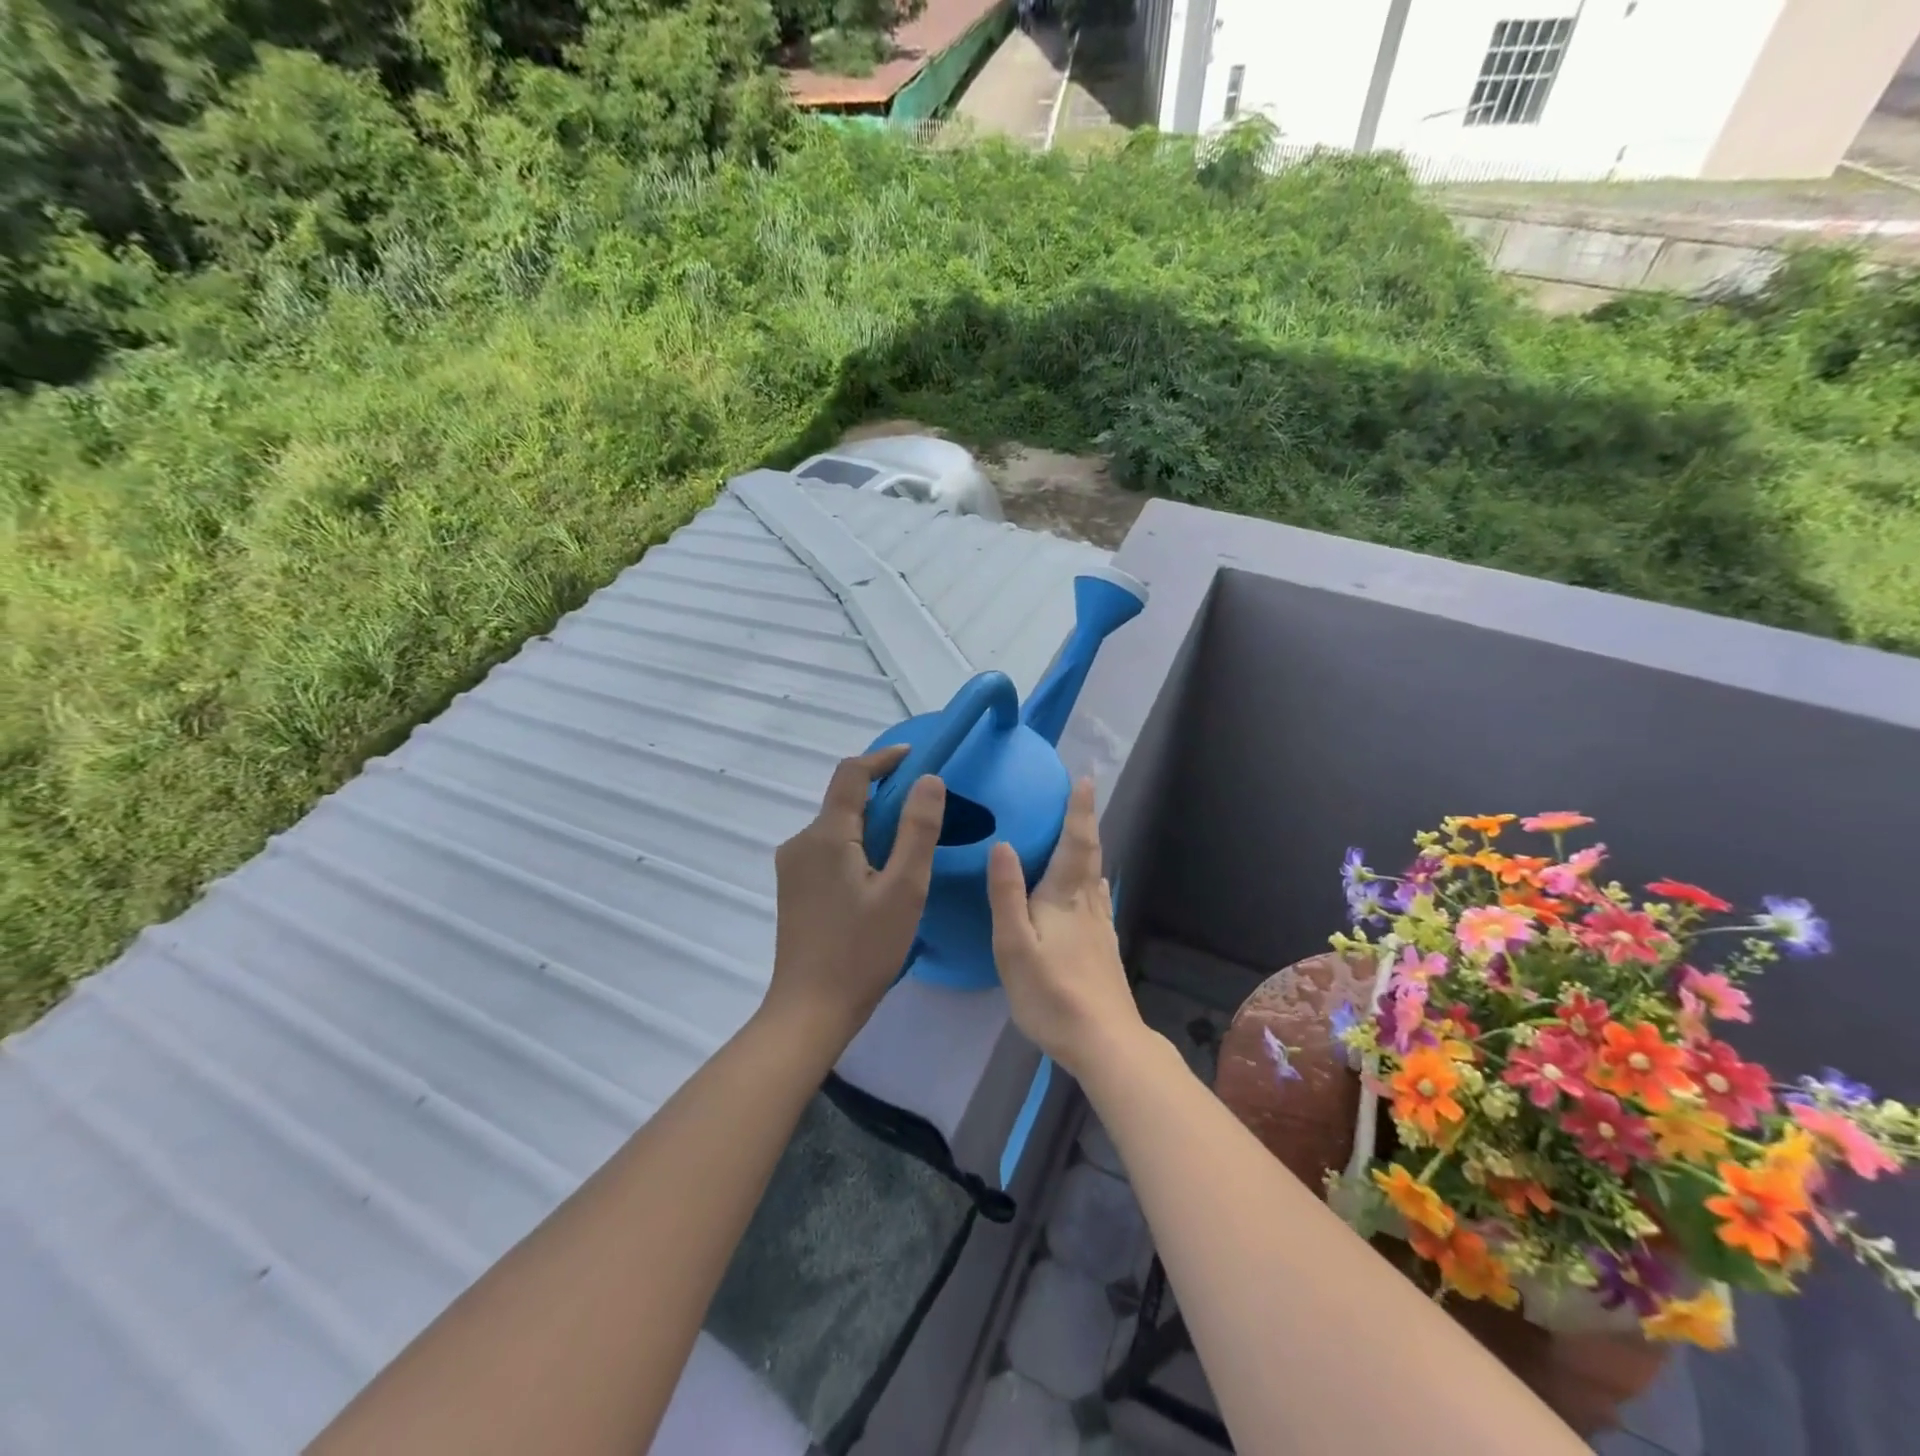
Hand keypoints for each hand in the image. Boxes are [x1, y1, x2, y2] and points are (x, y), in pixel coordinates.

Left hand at [767, 744, 945, 1042]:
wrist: (810, 1010)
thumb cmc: (863, 950)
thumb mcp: (904, 889)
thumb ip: (918, 829)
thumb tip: (929, 779)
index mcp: (826, 835)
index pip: (852, 774)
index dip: (884, 759)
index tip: (916, 758)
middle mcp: (801, 842)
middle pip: (844, 800)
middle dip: (883, 796)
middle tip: (923, 812)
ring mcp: (793, 867)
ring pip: (838, 827)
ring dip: (871, 825)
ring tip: (908, 850)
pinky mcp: (794, 888)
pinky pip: (829, 850)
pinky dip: (857, 847)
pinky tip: (879, 877)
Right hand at [987, 778, 1145, 1080]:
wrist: (1105, 1043)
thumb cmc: (1053, 994)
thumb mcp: (1015, 946)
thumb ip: (1007, 895)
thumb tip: (1004, 845)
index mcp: (1065, 898)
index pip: (1076, 843)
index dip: (1079, 810)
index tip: (1085, 778)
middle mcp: (1088, 905)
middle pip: (1089, 854)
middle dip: (1085, 822)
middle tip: (1082, 793)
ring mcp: (1100, 928)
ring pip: (1095, 876)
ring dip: (1089, 849)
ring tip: (1080, 833)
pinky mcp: (1103, 948)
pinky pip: (1096, 899)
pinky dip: (1091, 880)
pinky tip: (1091, 890)